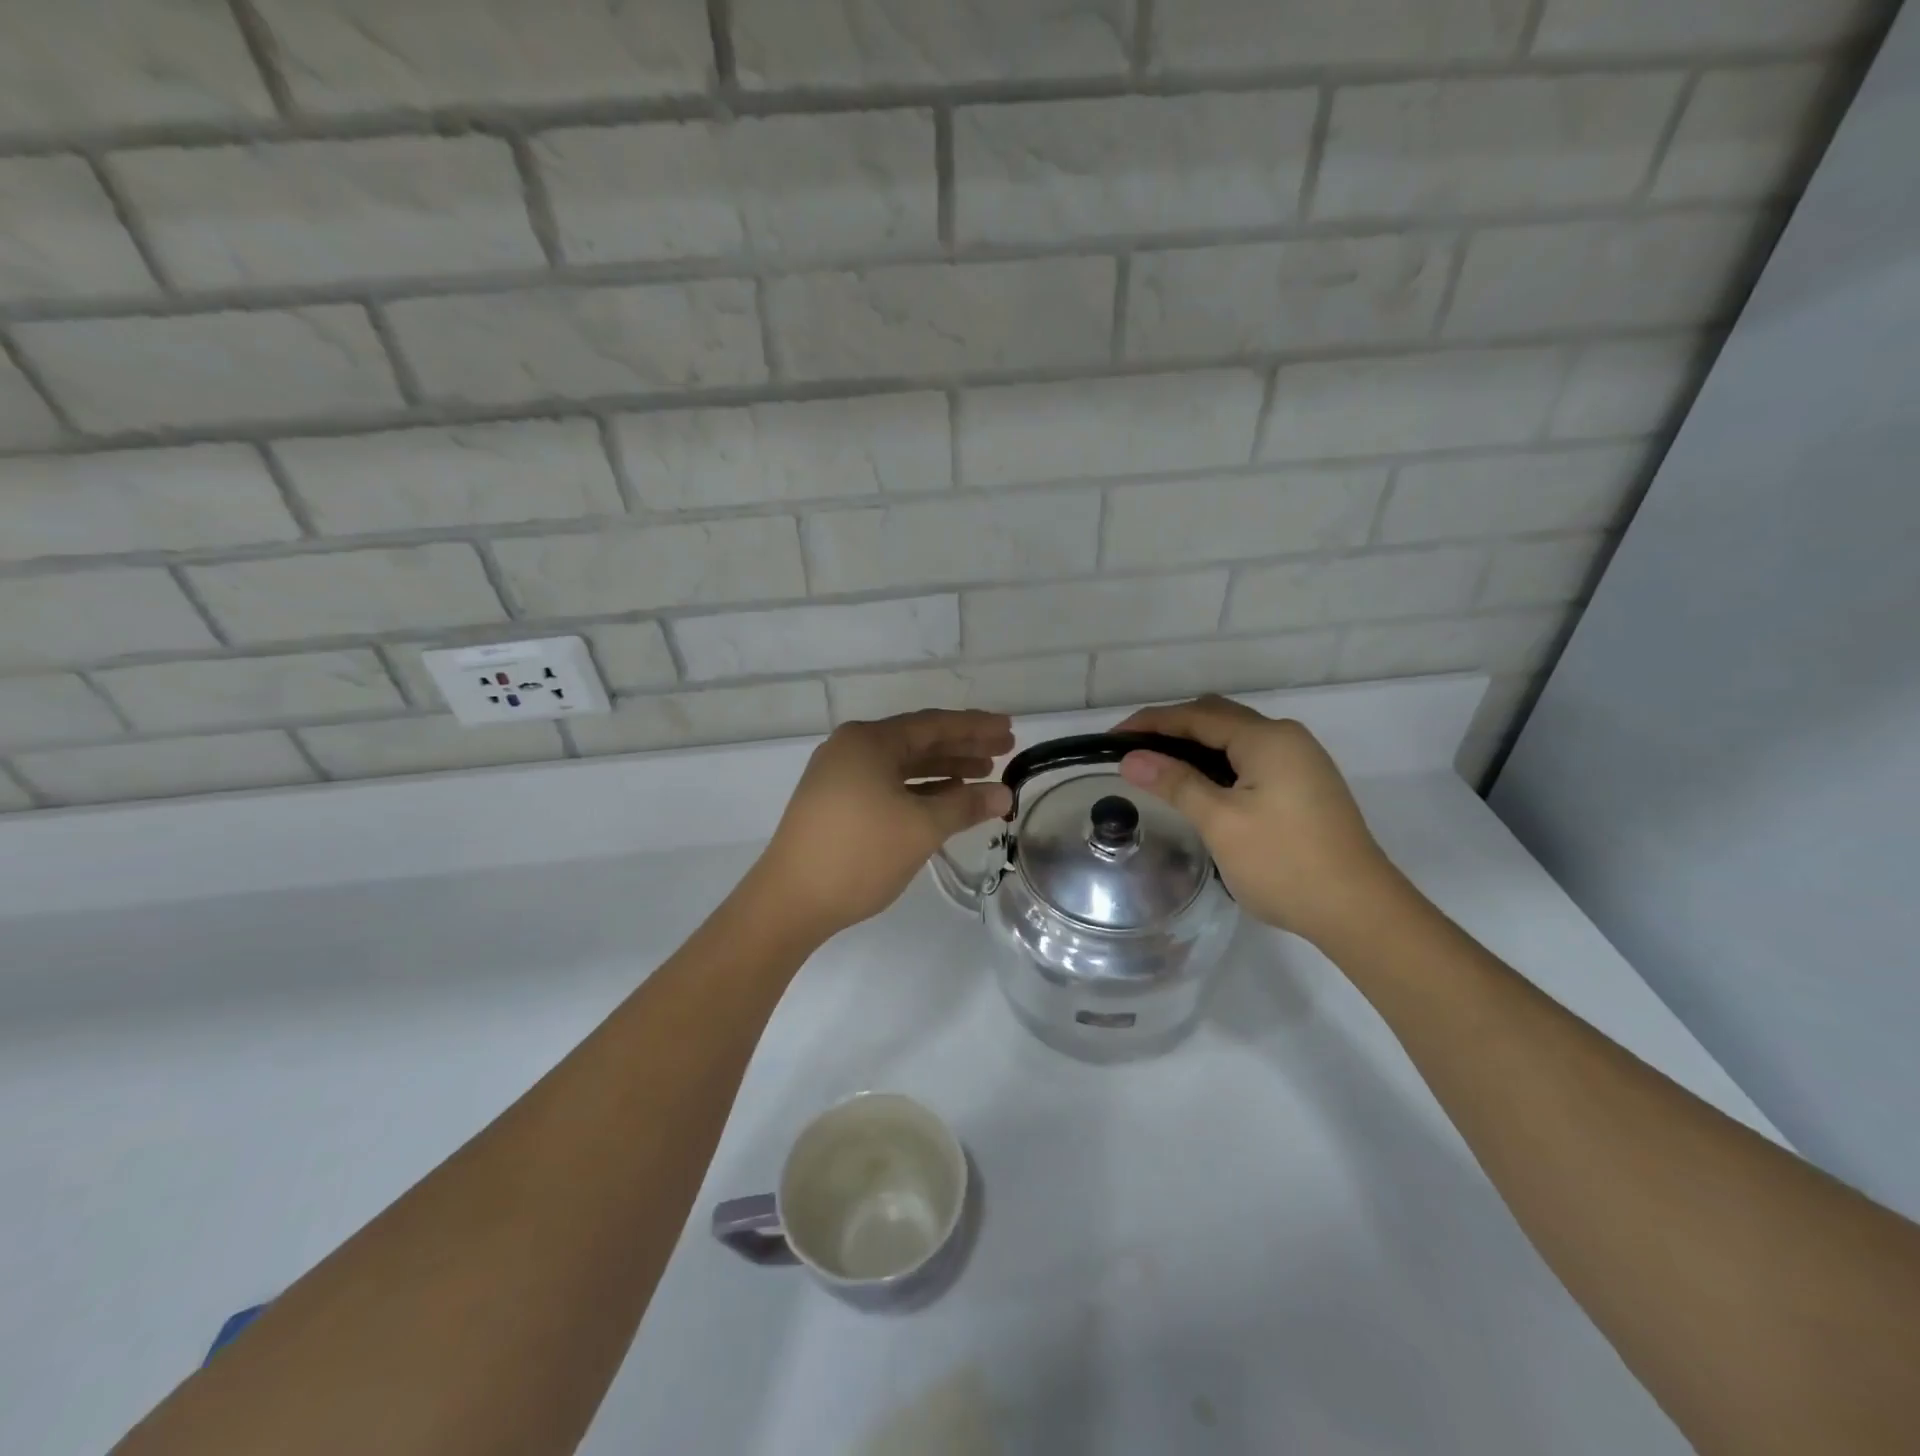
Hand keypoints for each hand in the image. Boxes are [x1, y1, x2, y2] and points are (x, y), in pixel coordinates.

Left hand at [751, 709, 1014, 940]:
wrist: (790, 901)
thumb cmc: (859, 854)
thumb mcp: (921, 828)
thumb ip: (965, 805)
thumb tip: (1003, 794)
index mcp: (869, 741)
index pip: (934, 724)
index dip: (975, 726)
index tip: (1009, 729)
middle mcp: (851, 748)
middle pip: (918, 741)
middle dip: (962, 746)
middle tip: (1003, 750)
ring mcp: (839, 775)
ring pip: (902, 764)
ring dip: (942, 768)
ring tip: (981, 774)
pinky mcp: (834, 802)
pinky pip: (887, 783)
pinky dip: (918, 789)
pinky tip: (943, 797)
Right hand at [1114, 696, 1400, 943]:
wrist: (1359, 911)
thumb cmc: (1284, 863)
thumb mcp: (1221, 822)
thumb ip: (1175, 783)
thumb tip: (1131, 758)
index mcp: (1267, 738)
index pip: (1196, 716)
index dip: (1150, 722)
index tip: (1111, 738)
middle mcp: (1287, 738)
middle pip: (1217, 718)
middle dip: (1172, 729)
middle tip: (1133, 753)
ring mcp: (1301, 762)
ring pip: (1235, 739)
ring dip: (1196, 747)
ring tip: (1158, 769)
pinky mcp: (1306, 785)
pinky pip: (1251, 759)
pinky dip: (1218, 764)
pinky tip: (1200, 787)